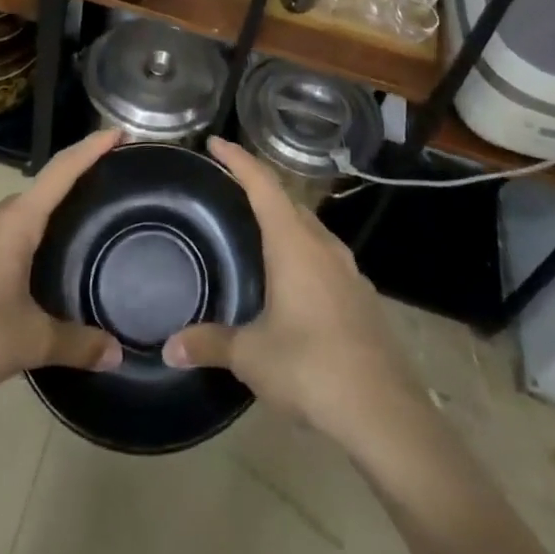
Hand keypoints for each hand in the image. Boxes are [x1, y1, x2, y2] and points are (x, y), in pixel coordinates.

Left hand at [0, 128, 125, 401]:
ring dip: (45, 219)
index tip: (119, 132)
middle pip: (41, 191)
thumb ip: (76, 344)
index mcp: (14, 222)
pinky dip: (22, 240)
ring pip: (17, 217)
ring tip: (74, 237)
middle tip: (107, 196)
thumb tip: (117, 352)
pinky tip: (29, 273)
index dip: (91, 148)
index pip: (61, 171)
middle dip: (74, 187)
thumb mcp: (28, 342)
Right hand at [163, 138, 422, 448]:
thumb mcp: (252, 356)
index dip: (238, 159)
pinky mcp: (361, 297)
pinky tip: (292, 280)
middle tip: (230, 186)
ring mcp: (348, 270)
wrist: (384, 411)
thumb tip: (169, 347)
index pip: (263, 185)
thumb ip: (211, 344)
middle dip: (259, 187)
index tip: (216, 142)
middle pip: (289, 201)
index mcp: (294, 244)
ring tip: (258, 230)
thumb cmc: (311, 367)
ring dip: (284, 220)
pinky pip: (325, 257)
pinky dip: (302, 252)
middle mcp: (323, 245)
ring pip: (310, 229)